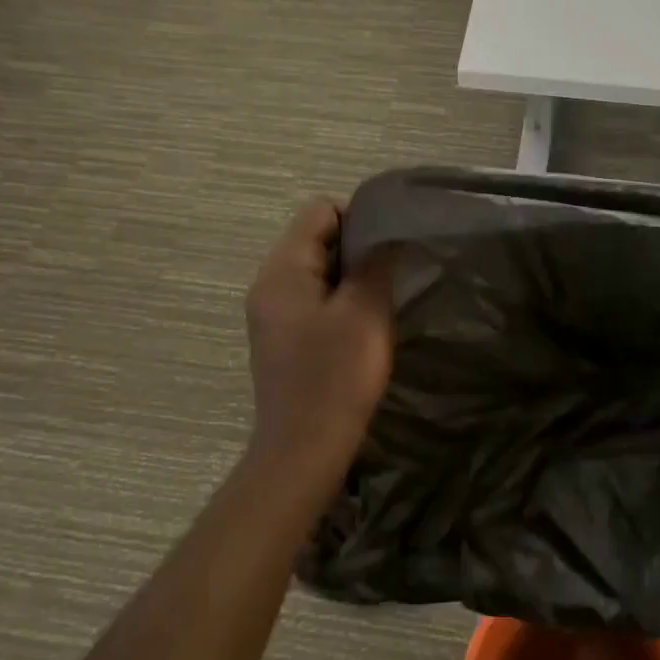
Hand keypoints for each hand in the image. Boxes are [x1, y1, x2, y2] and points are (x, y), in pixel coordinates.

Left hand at [244, 199, 396, 482]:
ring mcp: (272, 313)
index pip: (320, 210)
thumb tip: (386, 233)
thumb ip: (375, 264)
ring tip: (380, 303)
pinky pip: (313, 300)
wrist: (303, 449)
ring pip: (317, 271)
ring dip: (350, 279)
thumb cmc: (335, 376)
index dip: (359, 218)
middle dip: (357, 250)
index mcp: (282, 269)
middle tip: (391, 278)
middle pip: (316, 238)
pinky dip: (339, 303)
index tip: (390, 249)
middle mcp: (269, 283)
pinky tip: (361, 329)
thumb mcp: (365, 313)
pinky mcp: (282, 338)